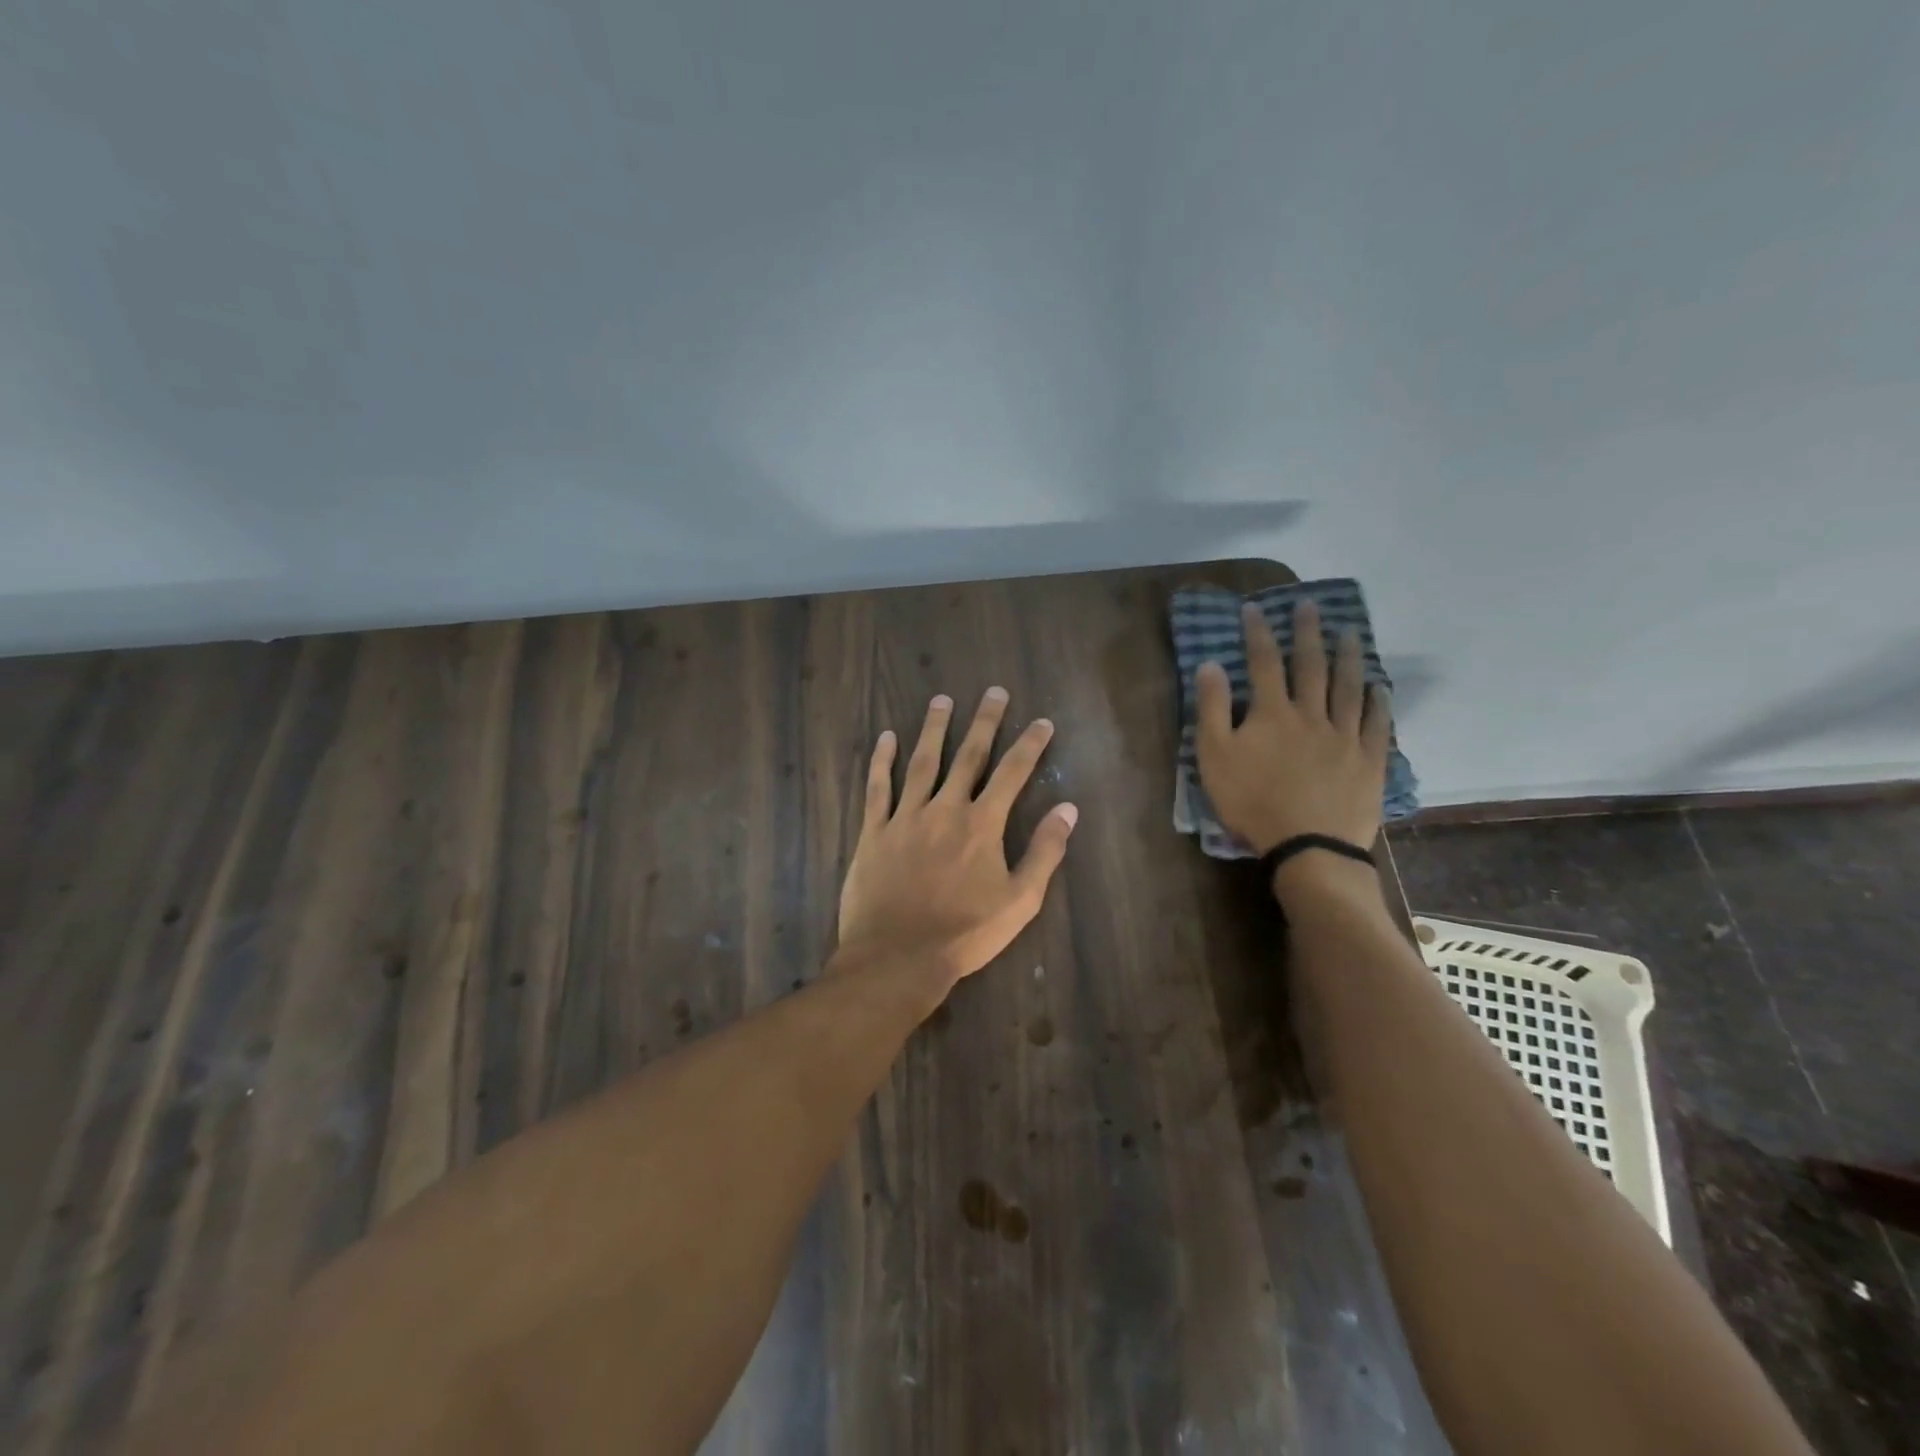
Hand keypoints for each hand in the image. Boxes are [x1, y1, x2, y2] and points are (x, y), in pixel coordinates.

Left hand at [837, 688, 1077, 987]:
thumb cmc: (965, 933)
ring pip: (922, 762)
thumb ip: (1044, 852)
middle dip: (985, 722)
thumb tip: (1068, 809)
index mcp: (982, 825)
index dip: (1030, 745)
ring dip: (934, 729)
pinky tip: (886, 737)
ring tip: (942, 700)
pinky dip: (881, 761)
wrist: (899, 957)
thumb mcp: (1020, 900)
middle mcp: (945, 809)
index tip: (1042, 722)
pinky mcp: (874, 832)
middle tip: (993, 692)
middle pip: (969, 756)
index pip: (1013, 773)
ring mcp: (906, 817)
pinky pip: (878, 788)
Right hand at [1195, 600, 1391, 854]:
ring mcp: (1345, 736)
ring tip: (1349, 632)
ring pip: (1348, 687)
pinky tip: (1379, 686)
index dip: (1257, 633)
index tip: (1254, 608)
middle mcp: (1311, 714)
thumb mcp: (1214, 757)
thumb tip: (1210, 665)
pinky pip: (1377, 723)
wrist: (1308, 845)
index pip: (1263, 663)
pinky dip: (1378, 701)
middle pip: (1310, 666)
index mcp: (1272, 713)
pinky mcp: (1369, 760)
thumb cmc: (1252, 802)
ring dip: (1347, 657)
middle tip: (1309, 606)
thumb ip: (1212, 709)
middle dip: (1307, 633)